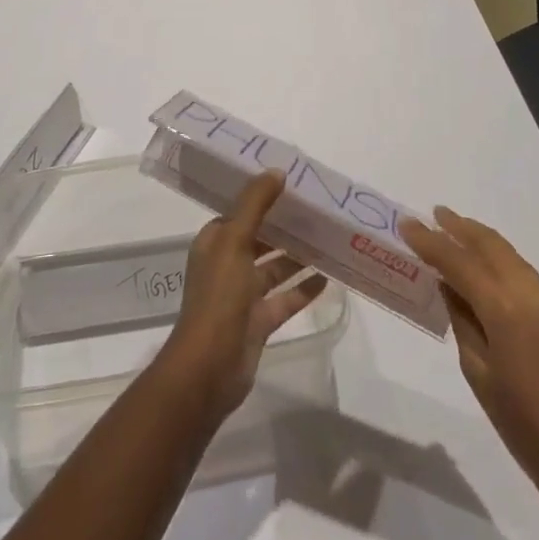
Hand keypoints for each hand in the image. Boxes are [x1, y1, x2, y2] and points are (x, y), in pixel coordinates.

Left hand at [156, 171, 326, 421]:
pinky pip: (286, 298)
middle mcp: (227, 265)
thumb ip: (255, 205)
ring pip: (275, 268)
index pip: (240, 212)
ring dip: (298, 256)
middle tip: (318, 209)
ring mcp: (243, 296)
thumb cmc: (218, 297)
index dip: (262, 197)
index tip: (291, 183)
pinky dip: (304, 288)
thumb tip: (277, 171)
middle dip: (285, 226)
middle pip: (260, 239)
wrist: (209, 368)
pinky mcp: (259, 322)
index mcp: (215, 243)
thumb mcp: (234, 241)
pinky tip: (329, 277)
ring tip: (329, 239)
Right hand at [400, 207, 538, 513]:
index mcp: (506, 312)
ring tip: (456, 232)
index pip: (460, 263)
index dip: (431, 242)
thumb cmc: (523, 429)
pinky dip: (502, 263)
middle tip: (433, 215)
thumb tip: (449, 285)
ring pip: (512, 257)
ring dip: (483, 241)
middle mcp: (533, 297)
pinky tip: (487, 270)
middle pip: (492, 247)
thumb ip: (462, 322)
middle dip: (461, 228)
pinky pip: (527, 276)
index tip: (407, 224)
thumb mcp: (479, 375)